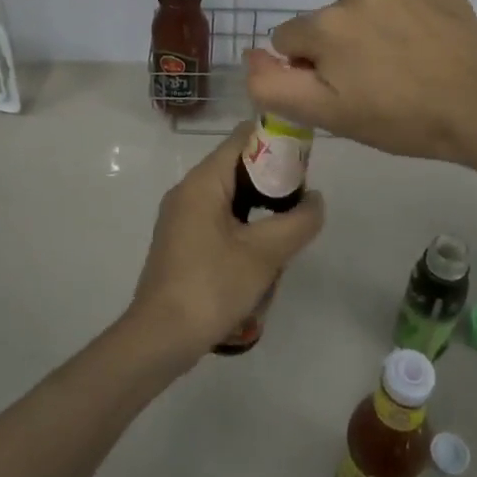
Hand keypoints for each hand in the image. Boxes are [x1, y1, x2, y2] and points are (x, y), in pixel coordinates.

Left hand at [128, 124, 325, 357]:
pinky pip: (219, 220)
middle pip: (237, 167)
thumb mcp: (264, 254)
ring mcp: (181, 218)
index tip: (306, 162)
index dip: (276, 142)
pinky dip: (244, 228)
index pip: (242, 138)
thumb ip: (297, 221)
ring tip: (287, 231)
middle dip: (273, 181)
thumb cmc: (212, 286)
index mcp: (202, 182)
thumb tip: (315, 200)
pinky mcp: (182, 242)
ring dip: (260, 210)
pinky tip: (261, 256)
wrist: (160, 338)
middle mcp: (188, 191)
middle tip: (302, 202)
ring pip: (230, 198)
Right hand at [244, 0, 476, 162]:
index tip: (343, 90)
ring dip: (374, 27)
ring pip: (366, 5)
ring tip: (406, 62)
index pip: (290, 41)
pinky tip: (428, 42)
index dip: (310, 69)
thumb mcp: (328, 115)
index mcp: (326, 23)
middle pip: (328, 20)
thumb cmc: (399, 119)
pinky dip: (408, 14)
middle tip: (378, 82)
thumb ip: (273, 85)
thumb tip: (251, 54)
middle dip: (341, 46)